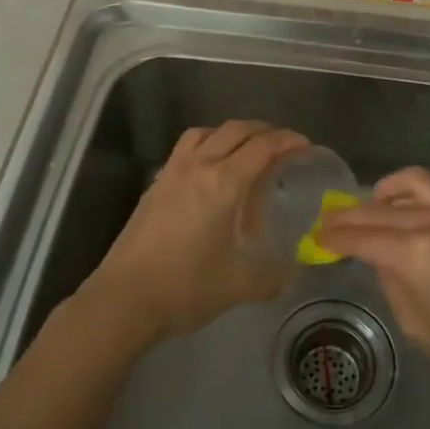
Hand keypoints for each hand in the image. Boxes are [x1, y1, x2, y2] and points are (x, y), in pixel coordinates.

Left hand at [79, 120, 308, 347]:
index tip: (305, 146)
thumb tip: (290, 277)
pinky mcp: (155, 185)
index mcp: (224, 183)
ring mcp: (172, 172)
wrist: (124, 298)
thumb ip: (271, 278)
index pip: (263, 146)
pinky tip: (210, 173)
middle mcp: (198, 167)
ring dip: (230, 133)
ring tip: (245, 151)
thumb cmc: (186, 287)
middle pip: (235, 130)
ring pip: (205, 132)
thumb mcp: (238, 286)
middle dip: (263, 131)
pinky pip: (185, 149)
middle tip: (282, 146)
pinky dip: (206, 146)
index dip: (288, 141)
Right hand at [316, 167, 429, 400]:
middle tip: (329, 222)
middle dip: (349, 215)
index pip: (361, 236)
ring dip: (383, 193)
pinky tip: (406, 208)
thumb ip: (392, 283)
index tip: (317, 236)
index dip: (335, 236)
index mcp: (415, 254)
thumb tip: (380, 258)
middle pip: (379, 209)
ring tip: (370, 206)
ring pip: (410, 183)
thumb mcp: (419, 326)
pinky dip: (412, 192)